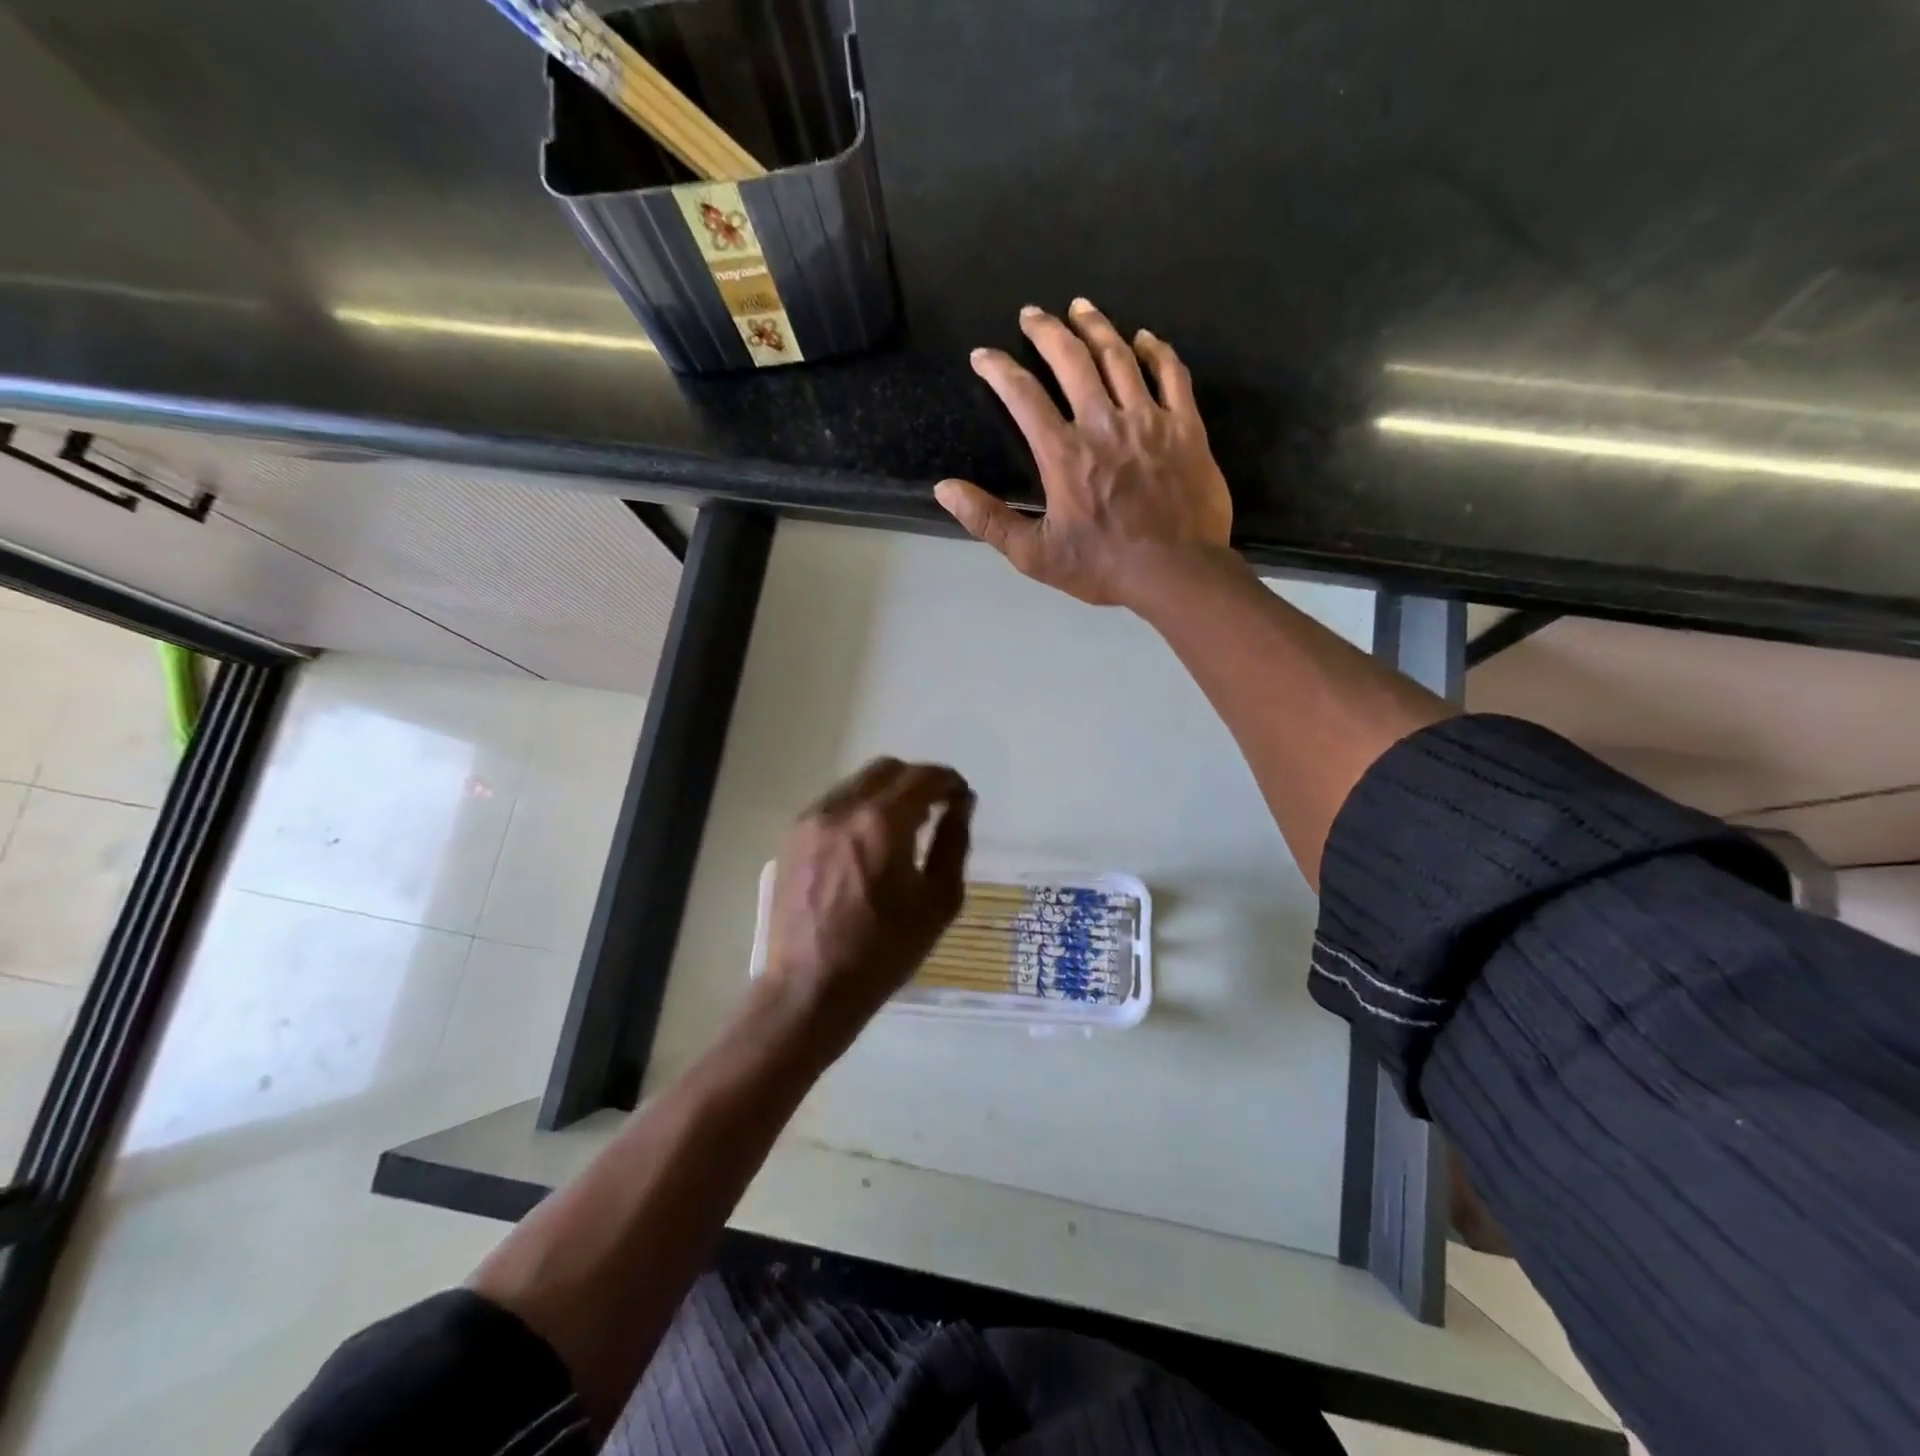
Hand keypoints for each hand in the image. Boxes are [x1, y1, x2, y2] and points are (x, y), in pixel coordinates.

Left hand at [764, 758, 972, 1056]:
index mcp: (881, 823)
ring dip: (887, 794)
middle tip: (935, 809)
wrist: (810, 988)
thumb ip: (953, 842)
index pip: (923, 777)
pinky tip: (868, 843)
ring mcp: (811, 820)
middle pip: (887, 769)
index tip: (961, 798)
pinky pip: (834, 805)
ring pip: (858, 784)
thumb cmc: (884, 951)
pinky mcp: (792, 837)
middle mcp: (842, 809)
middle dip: (917, 781)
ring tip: (902, 828)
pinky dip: (859, 810)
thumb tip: (961, 805)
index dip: (949, 781)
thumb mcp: (938, 901)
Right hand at [935, 299, 1232, 608]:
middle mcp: (1103, 423)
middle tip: (1032, 313)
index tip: (983, 355)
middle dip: (1047, 331)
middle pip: (1072, 360)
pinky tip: (1145, 338)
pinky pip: (1172, 375)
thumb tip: (944, 489)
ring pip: (1120, 357)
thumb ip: (988, 519)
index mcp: (1064, 453)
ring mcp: (1148, 420)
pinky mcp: (1185, 427)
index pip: (1023, 396)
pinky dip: (1157, 351)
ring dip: (1097, 327)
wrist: (1176, 573)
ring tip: (1080, 307)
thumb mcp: (1034, 554)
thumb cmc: (1102, 566)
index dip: (999, 370)